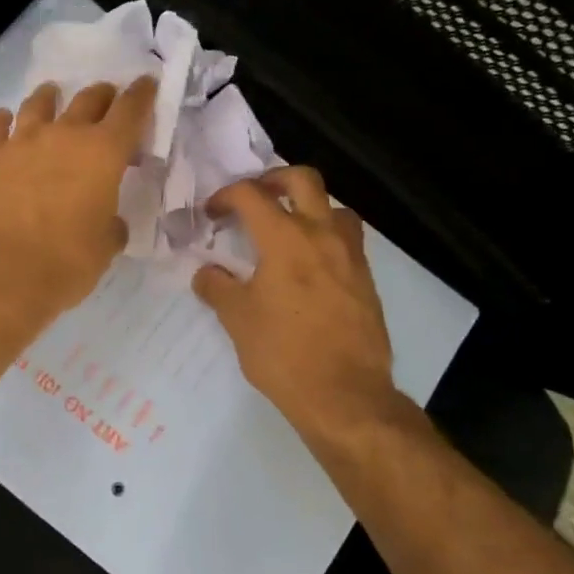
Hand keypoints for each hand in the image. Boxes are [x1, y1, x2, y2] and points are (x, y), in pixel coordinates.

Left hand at [0, 76, 156, 317]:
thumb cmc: (65, 263)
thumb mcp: (104, 248)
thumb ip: (110, 226)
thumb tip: (108, 222)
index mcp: (103, 153)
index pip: (130, 111)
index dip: (141, 95)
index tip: (146, 84)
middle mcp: (64, 135)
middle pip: (88, 99)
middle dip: (101, 96)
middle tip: (106, 98)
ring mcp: (20, 142)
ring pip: (38, 104)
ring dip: (50, 98)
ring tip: (53, 96)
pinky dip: (2, 120)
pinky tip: (4, 122)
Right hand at [192, 166, 413, 451]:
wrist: (345, 395)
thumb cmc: (283, 354)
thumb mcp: (237, 320)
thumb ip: (217, 288)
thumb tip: (206, 273)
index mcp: (285, 239)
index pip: (251, 195)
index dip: (226, 196)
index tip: (212, 213)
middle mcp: (322, 235)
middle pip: (303, 179)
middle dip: (274, 179)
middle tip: (256, 197)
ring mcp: (350, 256)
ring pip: (334, 207)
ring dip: (309, 206)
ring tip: (289, 229)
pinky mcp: (366, 280)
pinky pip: (347, 240)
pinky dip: (325, 238)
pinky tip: (309, 266)